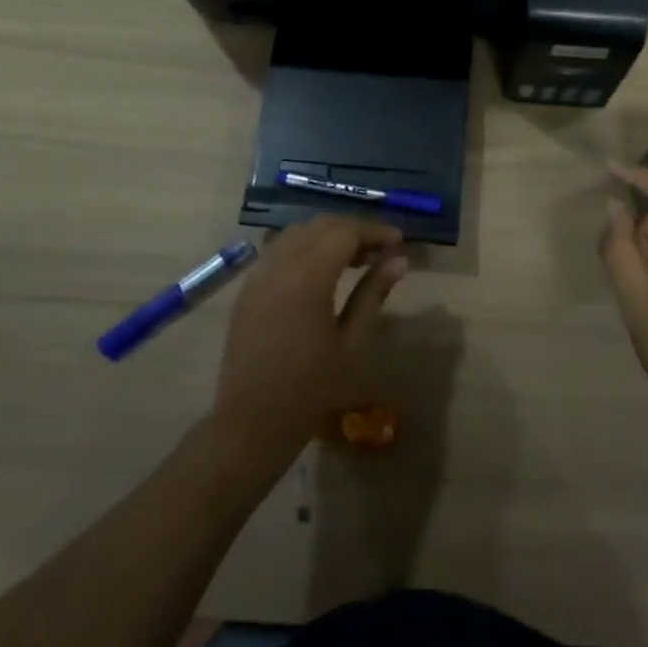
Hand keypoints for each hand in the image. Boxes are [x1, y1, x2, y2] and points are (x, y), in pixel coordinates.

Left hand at [210, 215, 407, 477]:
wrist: (251, 422)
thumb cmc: (310, 389)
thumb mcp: (352, 343)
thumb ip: (373, 294)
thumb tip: (399, 261)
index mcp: (307, 276)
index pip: (345, 231)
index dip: (374, 231)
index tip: (399, 241)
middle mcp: (279, 263)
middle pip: (321, 225)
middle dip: (353, 230)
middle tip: (381, 251)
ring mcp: (258, 273)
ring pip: (297, 232)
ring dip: (328, 235)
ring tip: (354, 260)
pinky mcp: (248, 287)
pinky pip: (278, 249)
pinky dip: (304, 247)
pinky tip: (321, 271)